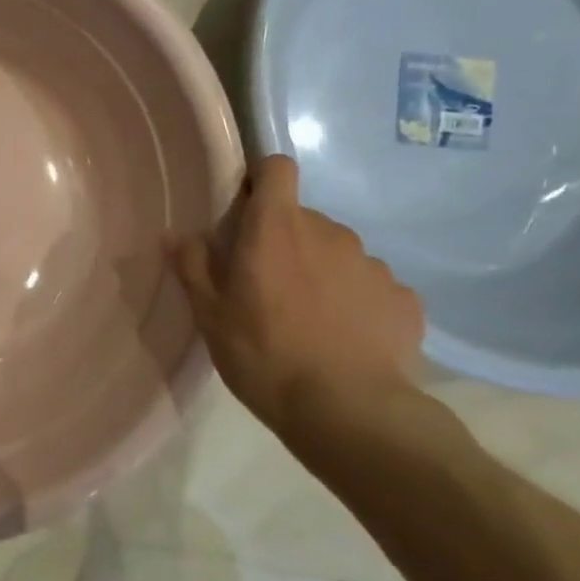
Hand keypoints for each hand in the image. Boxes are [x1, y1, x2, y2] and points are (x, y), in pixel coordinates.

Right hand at [171, 155, 426, 438]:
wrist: (349, 412)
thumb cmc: (264, 356)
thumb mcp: (210, 316)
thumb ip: (192, 266)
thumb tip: (176, 233)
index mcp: (276, 228)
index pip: (278, 168)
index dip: (263, 181)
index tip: (248, 212)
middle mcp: (328, 232)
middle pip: (303, 220)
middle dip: (286, 243)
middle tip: (269, 289)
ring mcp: (372, 263)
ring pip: (338, 253)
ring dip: (322, 273)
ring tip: (311, 322)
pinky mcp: (403, 298)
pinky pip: (371, 287)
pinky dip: (357, 303)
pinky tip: (347, 341)